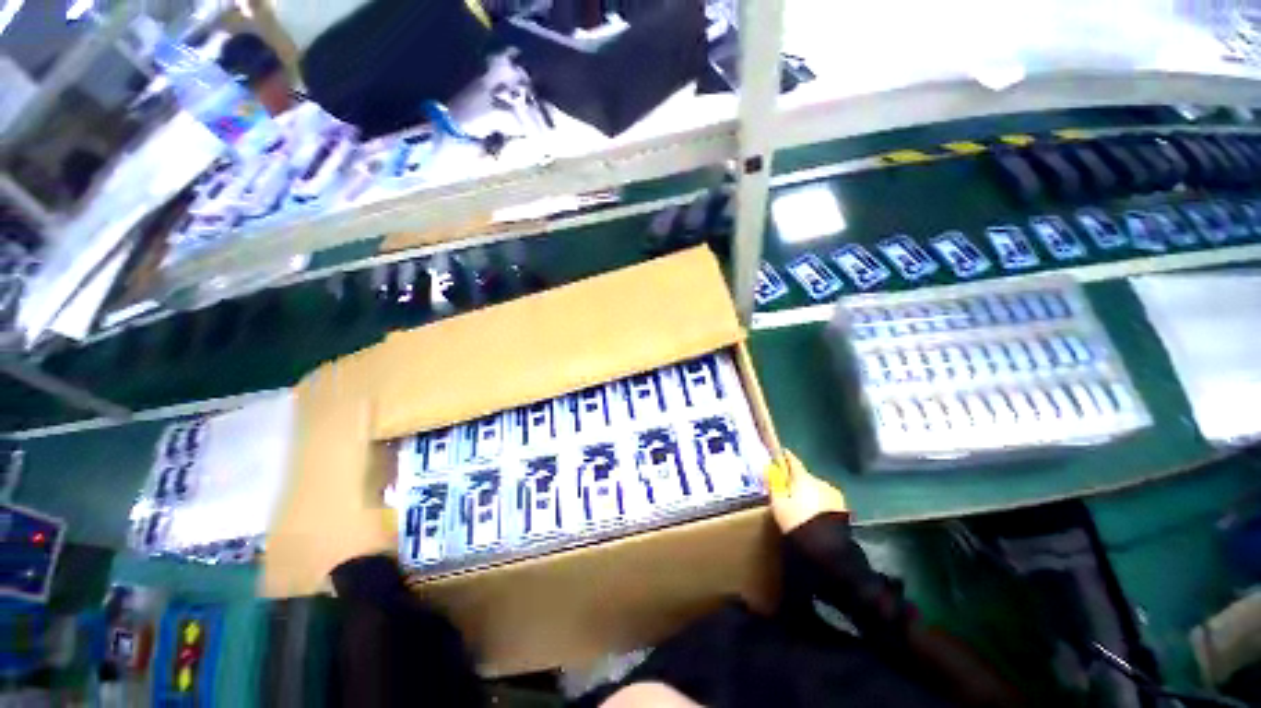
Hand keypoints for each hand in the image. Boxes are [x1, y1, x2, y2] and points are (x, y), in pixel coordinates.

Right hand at [766, 451, 846, 532]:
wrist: (826, 547)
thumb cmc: (796, 520)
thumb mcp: (778, 503)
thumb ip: (773, 485)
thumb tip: (768, 470)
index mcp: (804, 477)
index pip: (793, 461)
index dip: (786, 457)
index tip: (781, 454)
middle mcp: (821, 481)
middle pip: (805, 477)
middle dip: (797, 481)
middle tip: (787, 489)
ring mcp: (834, 495)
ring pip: (817, 489)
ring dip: (810, 493)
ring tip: (801, 506)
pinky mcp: (843, 510)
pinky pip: (825, 501)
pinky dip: (819, 504)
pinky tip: (813, 514)